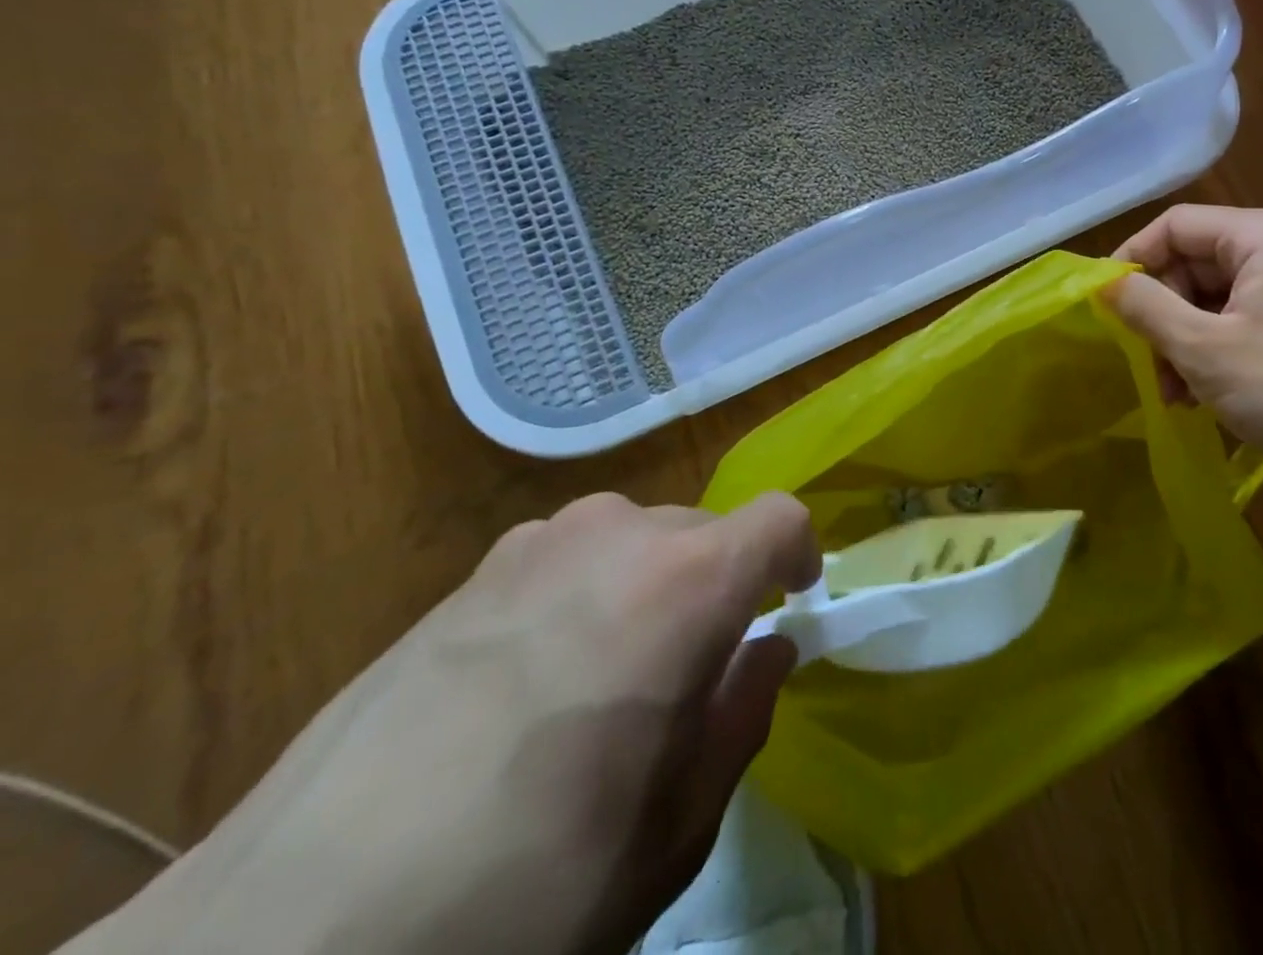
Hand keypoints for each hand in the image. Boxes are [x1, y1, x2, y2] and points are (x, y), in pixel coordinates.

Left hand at [81, 493, 818, 954]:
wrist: (295, 934)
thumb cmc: (530, 886)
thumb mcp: (674, 828)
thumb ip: (741, 717)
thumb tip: (767, 651)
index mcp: (684, 584)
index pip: (778, 518)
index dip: (799, 554)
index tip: (791, 601)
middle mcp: (618, 534)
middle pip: (705, 529)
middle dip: (720, 581)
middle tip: (694, 670)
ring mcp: (538, 543)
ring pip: (635, 534)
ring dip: (651, 582)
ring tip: (612, 672)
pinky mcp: (470, 571)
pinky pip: (565, 554)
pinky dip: (585, 588)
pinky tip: (533, 677)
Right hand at [1107, 205, 1262, 475]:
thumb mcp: (1203, 348)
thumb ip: (1145, 307)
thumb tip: (1103, 281)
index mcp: (1262, 236)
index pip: (1175, 225)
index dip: (1133, 259)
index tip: (1105, 304)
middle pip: (1193, 263)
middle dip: (1162, 315)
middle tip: (1147, 365)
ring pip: (1213, 299)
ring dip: (1183, 342)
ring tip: (1176, 395)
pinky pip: (1240, 323)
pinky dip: (1213, 353)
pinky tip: (1203, 397)